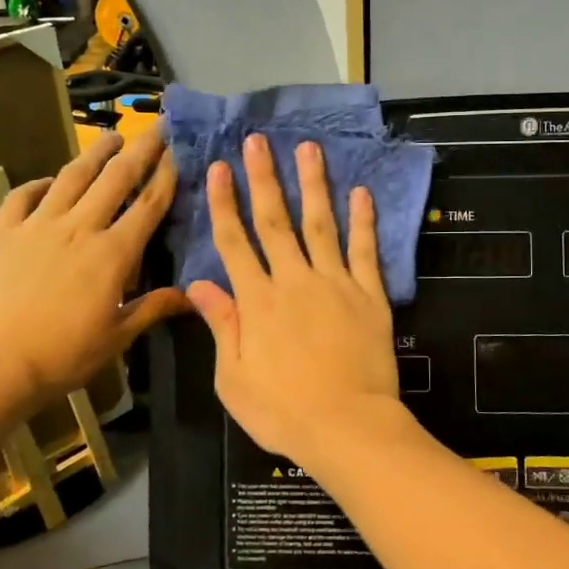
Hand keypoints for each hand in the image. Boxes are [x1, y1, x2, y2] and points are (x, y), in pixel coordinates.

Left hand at [0, 128, 188, 412]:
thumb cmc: (61, 355)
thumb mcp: (116, 336)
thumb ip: (153, 308)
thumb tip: (191, 295)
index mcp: (113, 253)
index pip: (148, 205)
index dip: (166, 175)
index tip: (179, 151)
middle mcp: (80, 228)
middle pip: (116, 179)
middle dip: (140, 149)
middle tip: (156, 127)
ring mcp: (38, 226)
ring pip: (72, 177)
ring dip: (95, 154)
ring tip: (111, 137)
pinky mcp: (3, 233)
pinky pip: (22, 197)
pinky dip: (38, 184)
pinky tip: (48, 181)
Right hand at [189, 134, 401, 469]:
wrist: (347, 427)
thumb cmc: (283, 411)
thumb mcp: (233, 378)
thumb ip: (222, 326)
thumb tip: (199, 285)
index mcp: (257, 302)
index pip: (234, 242)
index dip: (224, 203)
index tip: (219, 168)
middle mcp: (293, 281)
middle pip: (275, 221)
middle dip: (264, 178)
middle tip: (258, 141)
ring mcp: (334, 284)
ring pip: (320, 224)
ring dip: (313, 185)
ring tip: (309, 149)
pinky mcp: (369, 295)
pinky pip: (364, 251)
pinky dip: (363, 220)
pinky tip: (360, 192)